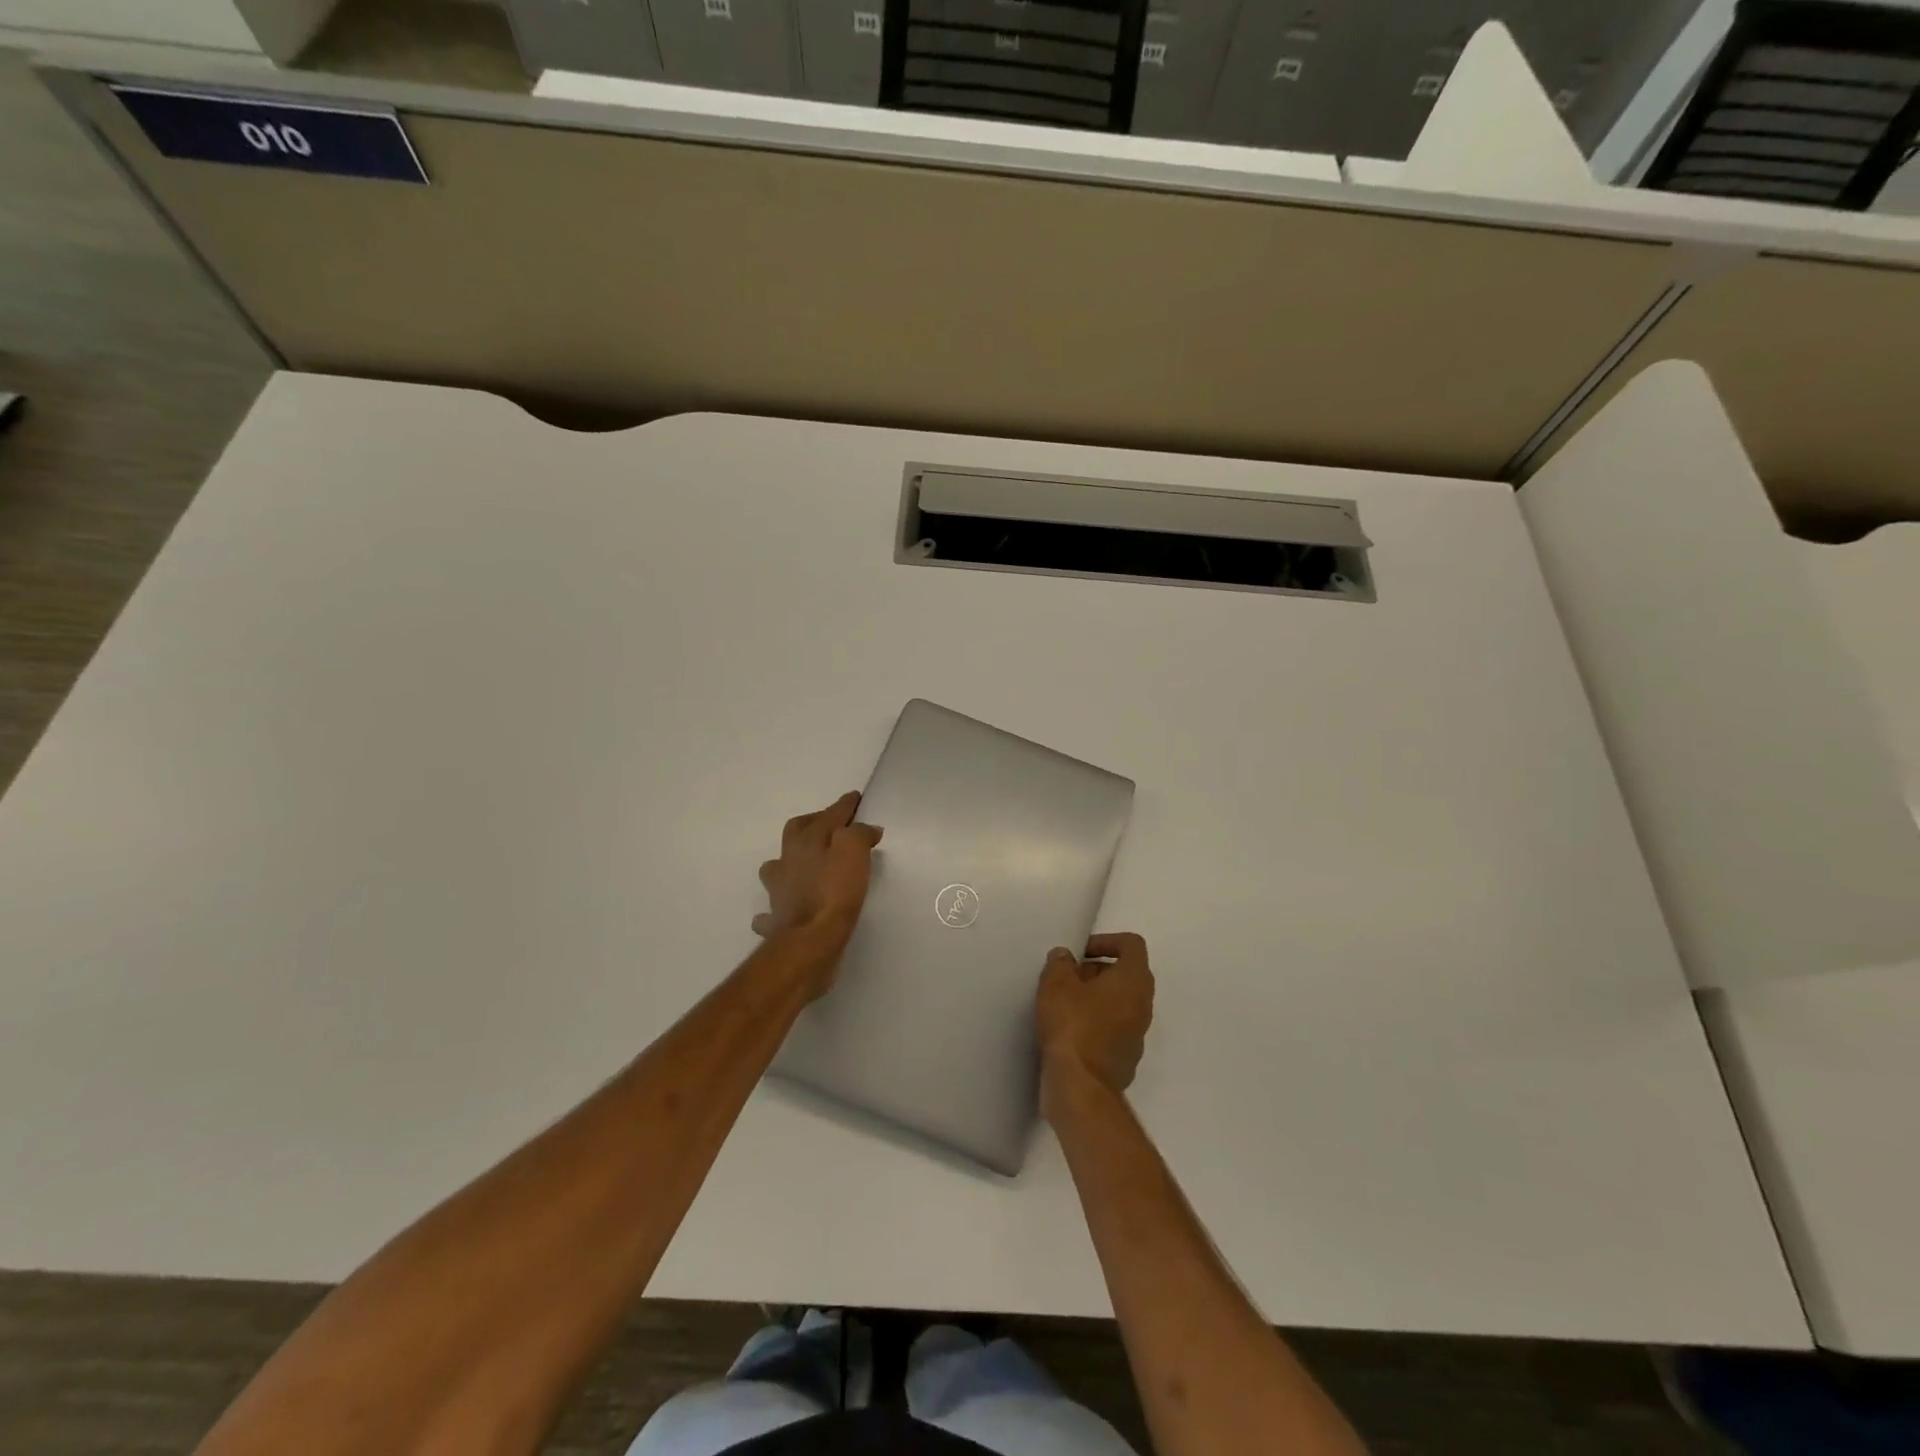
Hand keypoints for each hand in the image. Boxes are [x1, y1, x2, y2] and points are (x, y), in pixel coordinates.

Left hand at [752, 792, 882, 957]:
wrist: (810, 941)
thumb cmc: (834, 891)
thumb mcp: (854, 852)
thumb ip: (859, 834)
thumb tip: (865, 828)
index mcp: (806, 841)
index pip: (828, 814)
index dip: (844, 805)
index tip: (855, 798)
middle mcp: (787, 861)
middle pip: (795, 833)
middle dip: (812, 824)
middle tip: (830, 826)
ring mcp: (778, 892)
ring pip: (775, 869)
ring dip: (788, 864)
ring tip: (803, 867)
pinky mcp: (778, 921)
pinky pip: (772, 912)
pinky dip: (776, 909)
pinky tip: (785, 910)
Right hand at [1036, 933, 1154, 1120]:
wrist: (1080, 1087)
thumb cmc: (1072, 1025)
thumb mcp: (1056, 983)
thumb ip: (1060, 962)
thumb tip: (1066, 957)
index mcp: (1133, 980)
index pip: (1132, 945)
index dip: (1107, 941)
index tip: (1080, 953)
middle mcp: (1143, 1005)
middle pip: (1126, 974)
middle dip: (1096, 970)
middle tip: (1067, 978)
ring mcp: (1137, 1035)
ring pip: (1120, 1003)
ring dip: (1095, 998)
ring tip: (1063, 1004)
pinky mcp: (1126, 1058)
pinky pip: (1113, 1029)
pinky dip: (1095, 1023)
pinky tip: (1068, 1032)